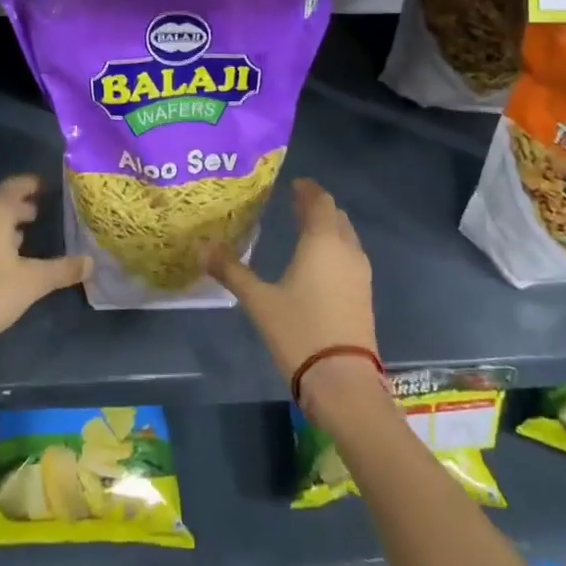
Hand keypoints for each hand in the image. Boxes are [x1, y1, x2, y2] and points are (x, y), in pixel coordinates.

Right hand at [204, 179, 378, 409]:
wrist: (343, 382)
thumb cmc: (299, 331)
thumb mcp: (258, 300)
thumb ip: (232, 270)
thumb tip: (202, 248)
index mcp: (322, 241)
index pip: (320, 201)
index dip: (307, 190)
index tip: (293, 184)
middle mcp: (346, 249)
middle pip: (335, 215)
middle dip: (316, 207)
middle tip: (294, 203)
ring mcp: (360, 273)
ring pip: (346, 236)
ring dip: (327, 227)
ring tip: (303, 229)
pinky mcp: (363, 295)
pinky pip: (349, 257)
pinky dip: (334, 248)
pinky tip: (317, 263)